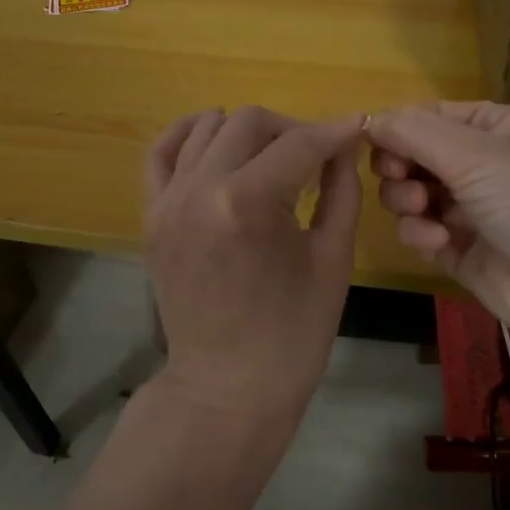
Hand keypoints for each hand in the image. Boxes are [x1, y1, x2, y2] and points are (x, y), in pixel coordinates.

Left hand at [143, 106, 364, 422]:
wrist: (227, 387)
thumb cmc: (293, 333)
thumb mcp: (333, 258)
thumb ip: (341, 189)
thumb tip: (344, 145)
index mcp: (248, 203)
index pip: (299, 143)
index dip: (335, 132)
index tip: (357, 129)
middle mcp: (200, 189)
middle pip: (250, 122)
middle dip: (292, 130)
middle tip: (318, 155)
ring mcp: (168, 201)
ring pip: (207, 127)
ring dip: (247, 131)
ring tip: (273, 157)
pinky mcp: (152, 215)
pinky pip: (161, 153)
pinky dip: (187, 134)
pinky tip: (213, 134)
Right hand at [366, 102, 509, 351]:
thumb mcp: (473, 154)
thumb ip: (412, 131)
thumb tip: (367, 118)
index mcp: (497, 127)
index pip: (431, 114)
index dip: (399, 126)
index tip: (373, 142)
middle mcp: (484, 163)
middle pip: (415, 153)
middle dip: (401, 166)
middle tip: (400, 177)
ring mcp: (471, 207)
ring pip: (411, 191)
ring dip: (406, 199)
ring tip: (420, 210)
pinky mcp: (460, 248)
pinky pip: (420, 229)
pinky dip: (420, 233)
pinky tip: (437, 242)